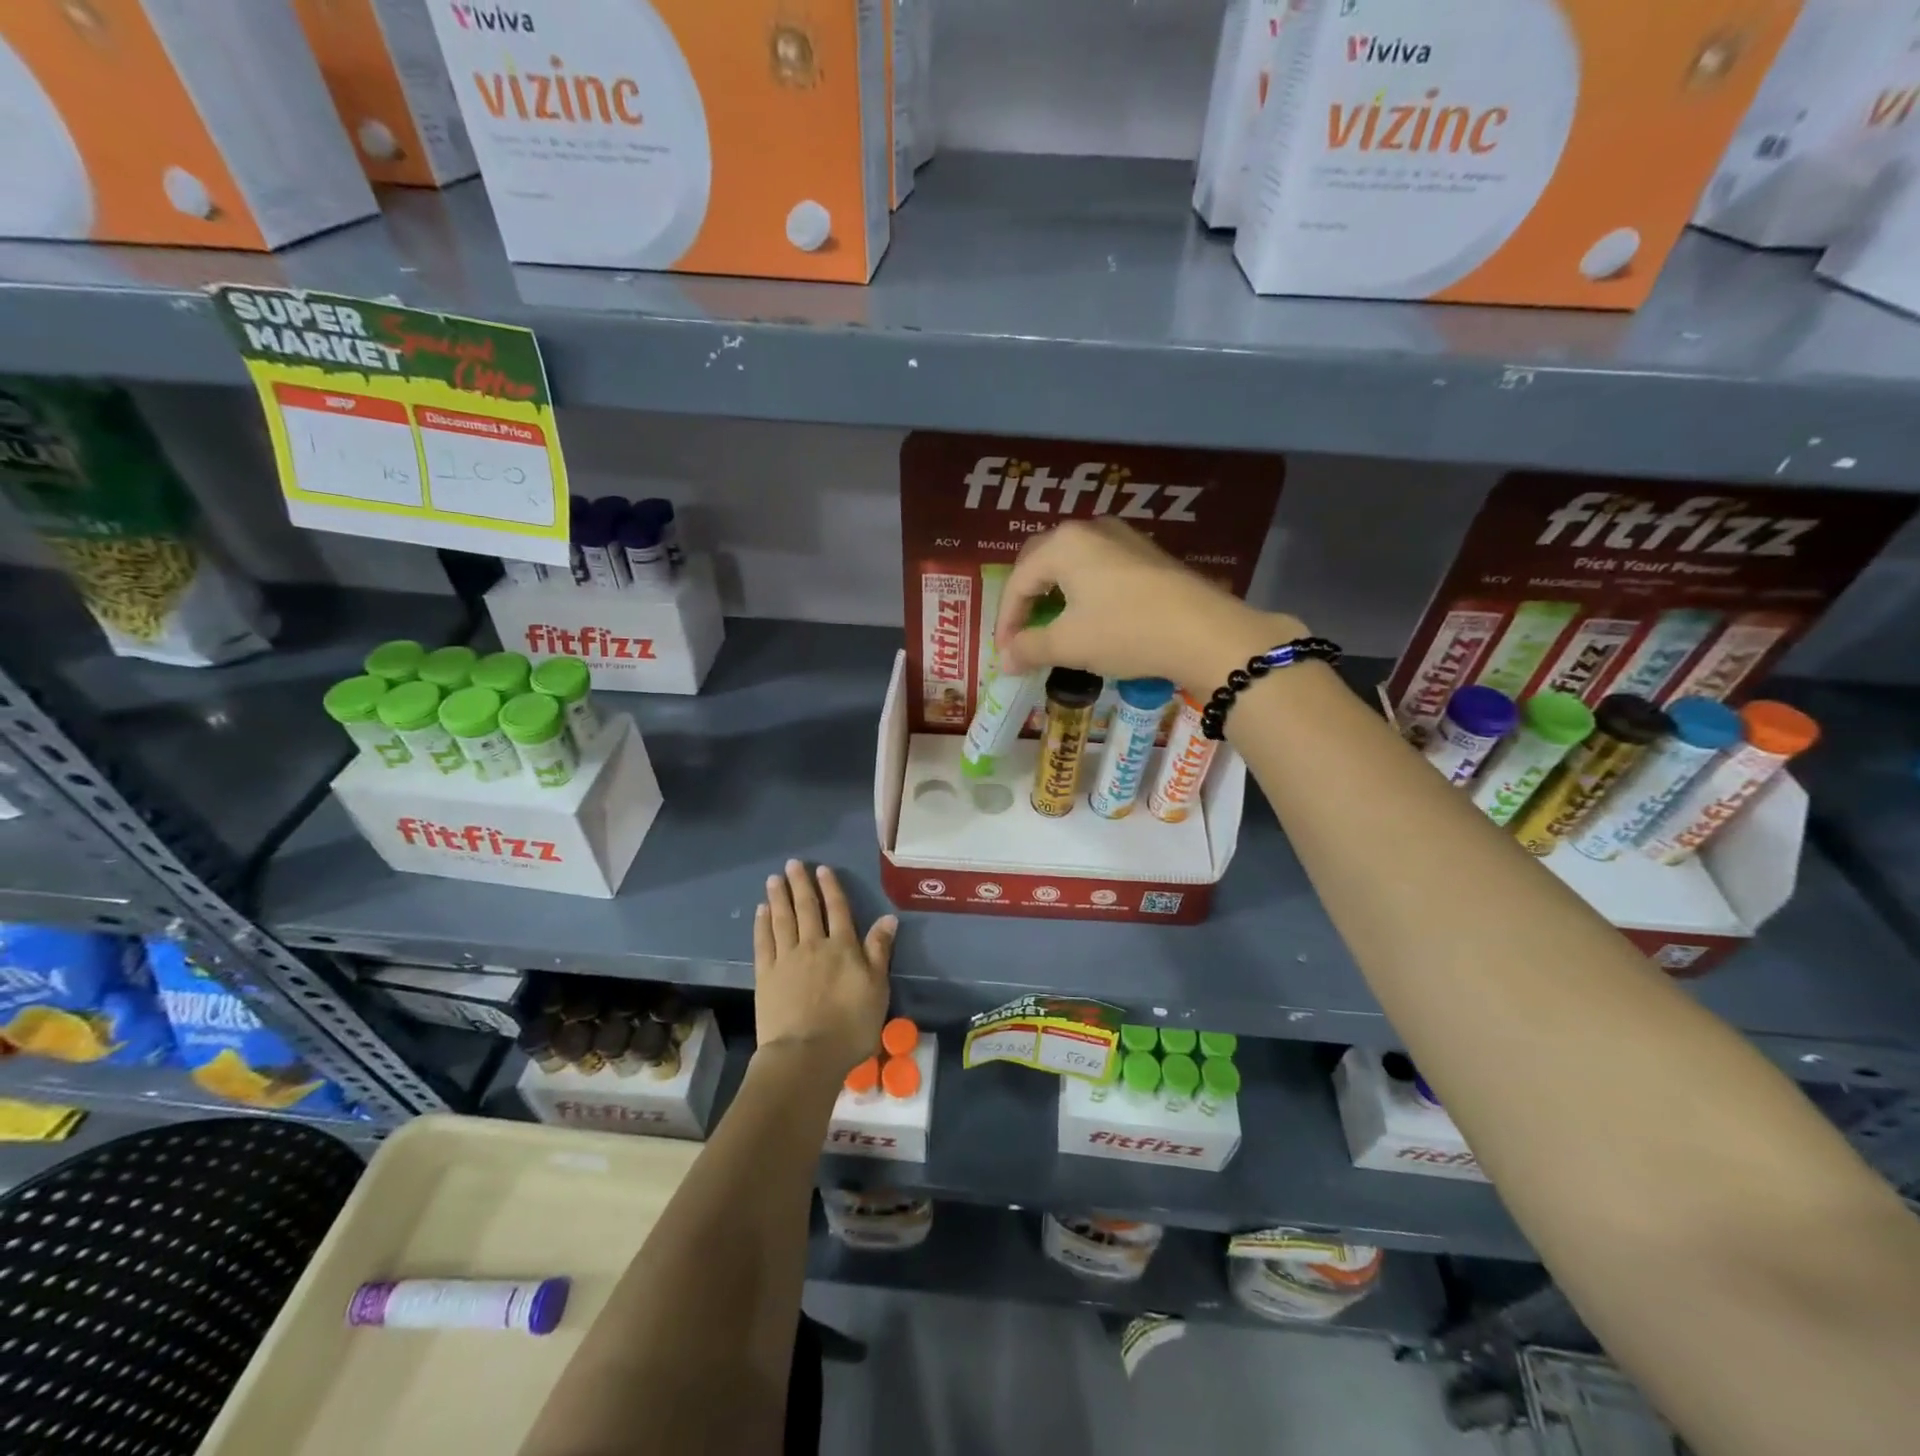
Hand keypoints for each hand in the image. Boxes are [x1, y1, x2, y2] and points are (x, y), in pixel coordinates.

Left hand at [752, 860, 896, 1080]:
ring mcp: (787, 959)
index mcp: (844, 947)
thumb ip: (879, 951)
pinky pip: (763, 942)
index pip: (837, 910)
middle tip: (793, 864)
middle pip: (807, 908)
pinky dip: (762, 923)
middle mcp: (814, 945)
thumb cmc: (850, 1026)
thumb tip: (888, 918)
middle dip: (801, 884)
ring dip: (779, 897)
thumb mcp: (877, 988)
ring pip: (782, 919)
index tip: (822, 869)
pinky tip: (761, 911)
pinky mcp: (766, 975)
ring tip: (774, 879)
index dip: (830, 888)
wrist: (806, 1055)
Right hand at [992, 518, 1300, 687]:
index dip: (1006, 620)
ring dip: (1055, 594)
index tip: (1005, 653)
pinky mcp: (1147, 554)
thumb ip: (1029, 648)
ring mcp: (1123, 538)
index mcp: (1063, 544)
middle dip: (1026, 600)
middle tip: (1022, 633)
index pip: (1018, 581)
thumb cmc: (1125, 632)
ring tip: (1052, 625)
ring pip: (1072, 564)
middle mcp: (1090, 529)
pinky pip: (1100, 568)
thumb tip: (1004, 660)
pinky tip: (1089, 617)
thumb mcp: (1070, 644)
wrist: (1204, 633)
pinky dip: (1083, 592)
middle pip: (1041, 563)